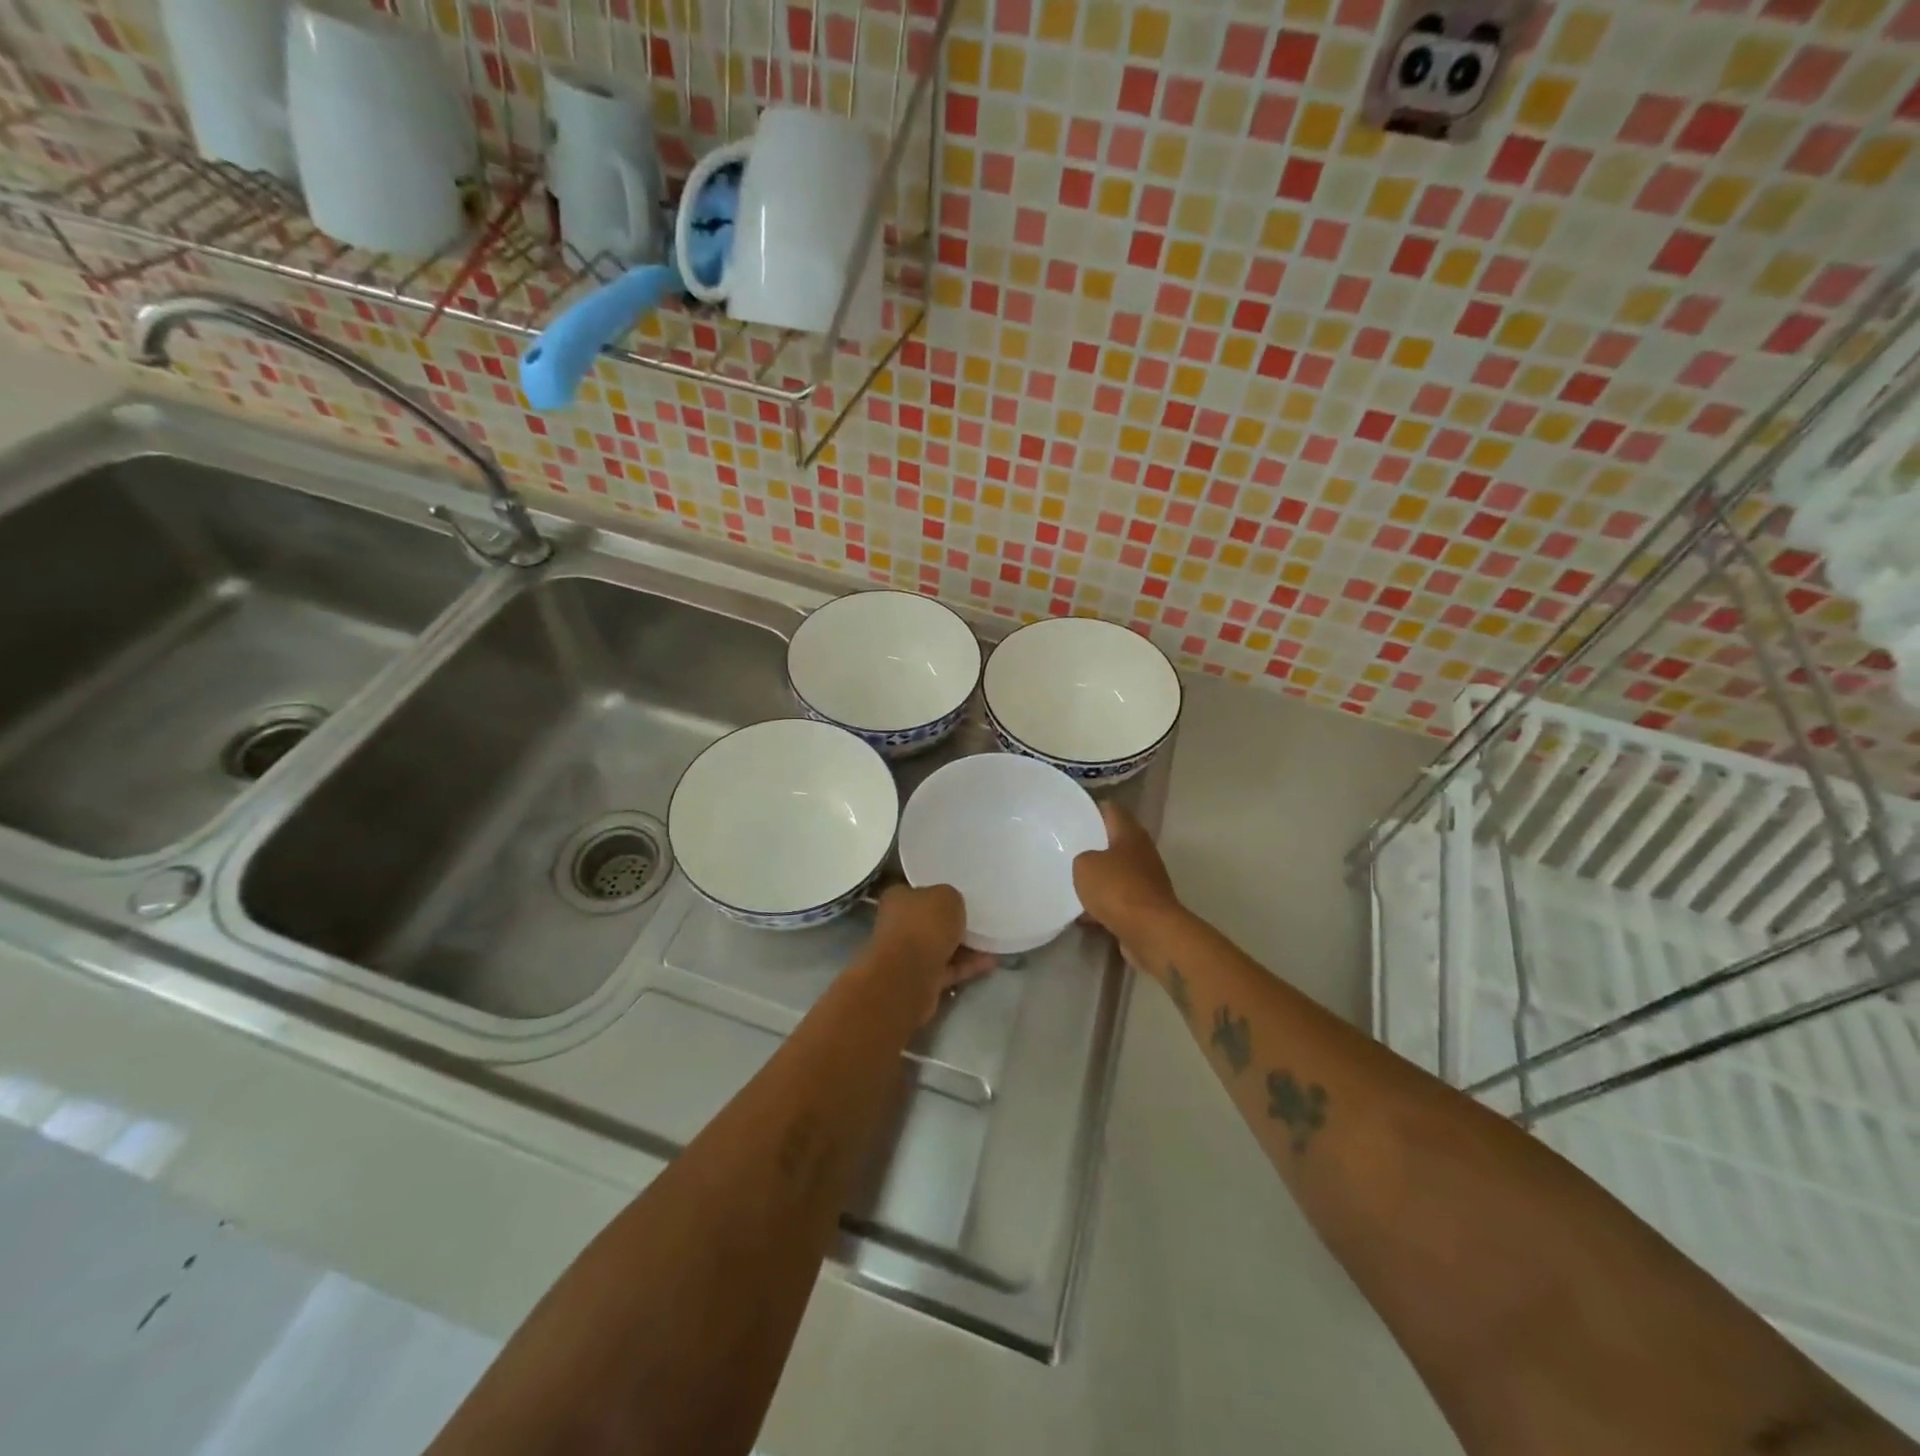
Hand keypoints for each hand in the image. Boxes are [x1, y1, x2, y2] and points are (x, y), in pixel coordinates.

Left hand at [867, 883, 996, 1024]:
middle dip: (952, 922)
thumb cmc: (924, 926)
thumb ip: (951, 898)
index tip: (960, 895)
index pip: (918, 891)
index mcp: (897, 898)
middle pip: (929, 920)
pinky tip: (990, 962)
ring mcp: (907, 954)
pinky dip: (966, 966)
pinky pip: (947, 969)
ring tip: (991, 942)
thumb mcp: (947, 896)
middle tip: (979, 919)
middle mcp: (898, 924)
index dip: (939, 892)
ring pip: (939, 946)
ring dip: (963, 946)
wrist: (909, 976)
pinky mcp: (919, 979)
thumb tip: (951, 906)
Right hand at [1073, 802, 1180, 940]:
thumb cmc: (1117, 888)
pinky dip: (1104, 905)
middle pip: (1116, 842)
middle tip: (1068, 849)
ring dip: (1100, 878)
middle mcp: (1143, 853)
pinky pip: (1120, 900)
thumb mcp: (1084, 865)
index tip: (1074, 814)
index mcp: (1130, 833)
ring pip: (1118, 873)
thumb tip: (1089, 864)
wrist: (1151, 932)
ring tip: (1073, 883)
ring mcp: (1148, 881)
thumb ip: (1082, 858)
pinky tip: (1084, 915)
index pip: (1112, 810)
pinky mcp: (1146, 907)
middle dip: (1094, 846)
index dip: (1094, 809)